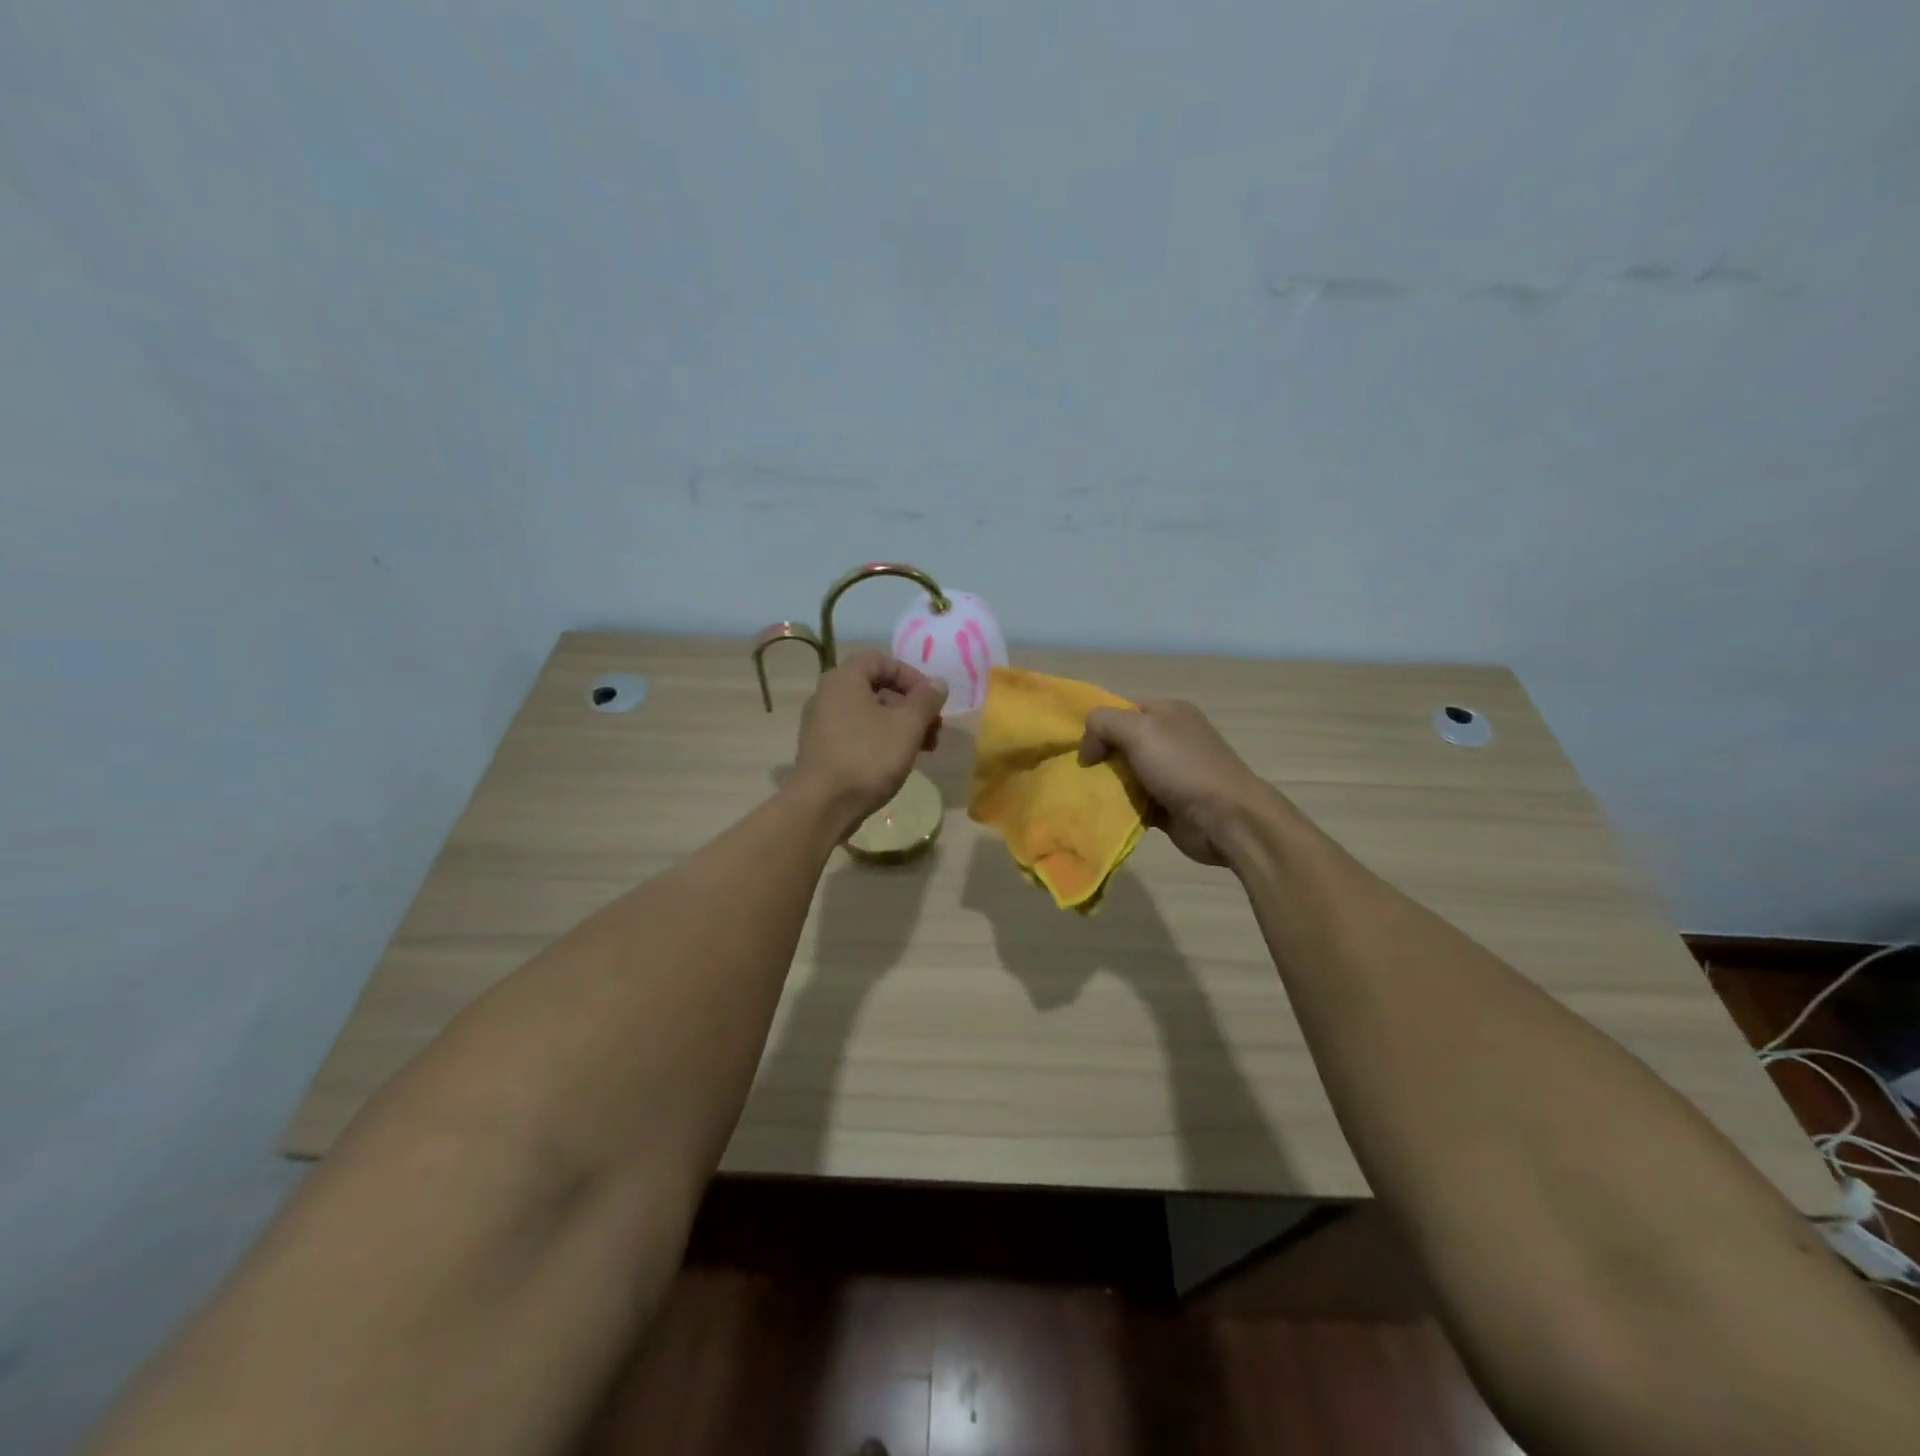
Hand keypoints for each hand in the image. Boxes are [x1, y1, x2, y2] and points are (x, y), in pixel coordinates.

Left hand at [791, 651, 947, 834]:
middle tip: (934, 728)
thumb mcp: (907, 726)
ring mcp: (821, 724)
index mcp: (844, 680)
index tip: (931, 699)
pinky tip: (898, 762)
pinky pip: (856, 734)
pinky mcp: (821, 749)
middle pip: (876, 688)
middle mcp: (827, 695)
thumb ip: (926, 700)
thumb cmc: (868, 757)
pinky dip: (880, 740)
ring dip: (900, 725)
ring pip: (868, 714)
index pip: (880, 660)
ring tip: (924, 749)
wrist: (823, 805)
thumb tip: (938, 684)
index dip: (910, 675)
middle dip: (910, 706)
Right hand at [1079, 699, 1265, 866]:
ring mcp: (1172, 773)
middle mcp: (1171, 738)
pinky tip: (1103, 813)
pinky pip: (1135, 801)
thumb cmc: (1182, 766)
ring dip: (1107, 785)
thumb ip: (1103, 723)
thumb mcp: (1138, 730)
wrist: (1225, 818)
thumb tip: (1087, 748)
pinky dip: (1120, 806)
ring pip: (1126, 774)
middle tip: (1079, 774)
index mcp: (1169, 712)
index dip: (1099, 725)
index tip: (1081, 748)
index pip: (1122, 709)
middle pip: (1122, 742)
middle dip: (1100, 757)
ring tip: (1085, 795)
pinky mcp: (1169, 804)